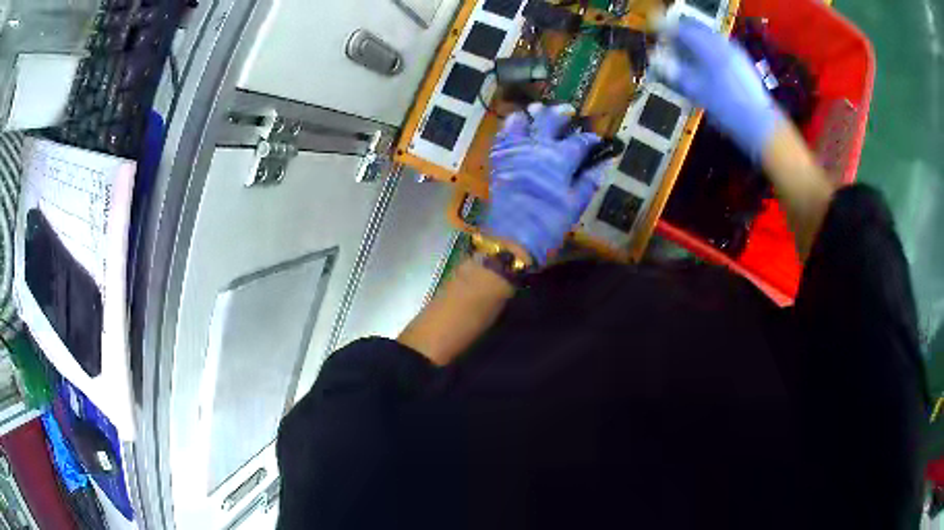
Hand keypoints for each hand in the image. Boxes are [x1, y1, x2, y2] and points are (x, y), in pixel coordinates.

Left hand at [483, 104, 603, 265]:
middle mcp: (538, 148)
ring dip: (532, 114)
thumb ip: (588, 182)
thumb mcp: (574, 206)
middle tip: (567, 110)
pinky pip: (503, 135)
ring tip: (538, 109)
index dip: (589, 139)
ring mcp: (516, 151)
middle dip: (560, 113)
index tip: (596, 138)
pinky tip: (514, 123)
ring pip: (523, 122)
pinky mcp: (499, 159)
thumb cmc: (548, 224)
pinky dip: (509, 126)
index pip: (579, 141)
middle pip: (550, 121)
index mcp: (561, 159)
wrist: (510, 237)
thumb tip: (603, 166)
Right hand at [652, 19, 783, 160]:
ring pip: (707, 37)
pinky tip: (704, 65)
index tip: (657, 37)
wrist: (759, 123)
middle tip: (670, 46)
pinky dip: (706, 49)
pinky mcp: (741, 61)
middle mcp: (721, 43)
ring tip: (686, 56)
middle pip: (695, 29)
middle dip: (681, 35)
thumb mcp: (696, 91)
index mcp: (707, 47)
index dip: (666, 31)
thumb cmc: (725, 108)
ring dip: (694, 42)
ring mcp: (733, 51)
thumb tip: (656, 60)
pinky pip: (718, 46)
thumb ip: (675, 71)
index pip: (681, 29)